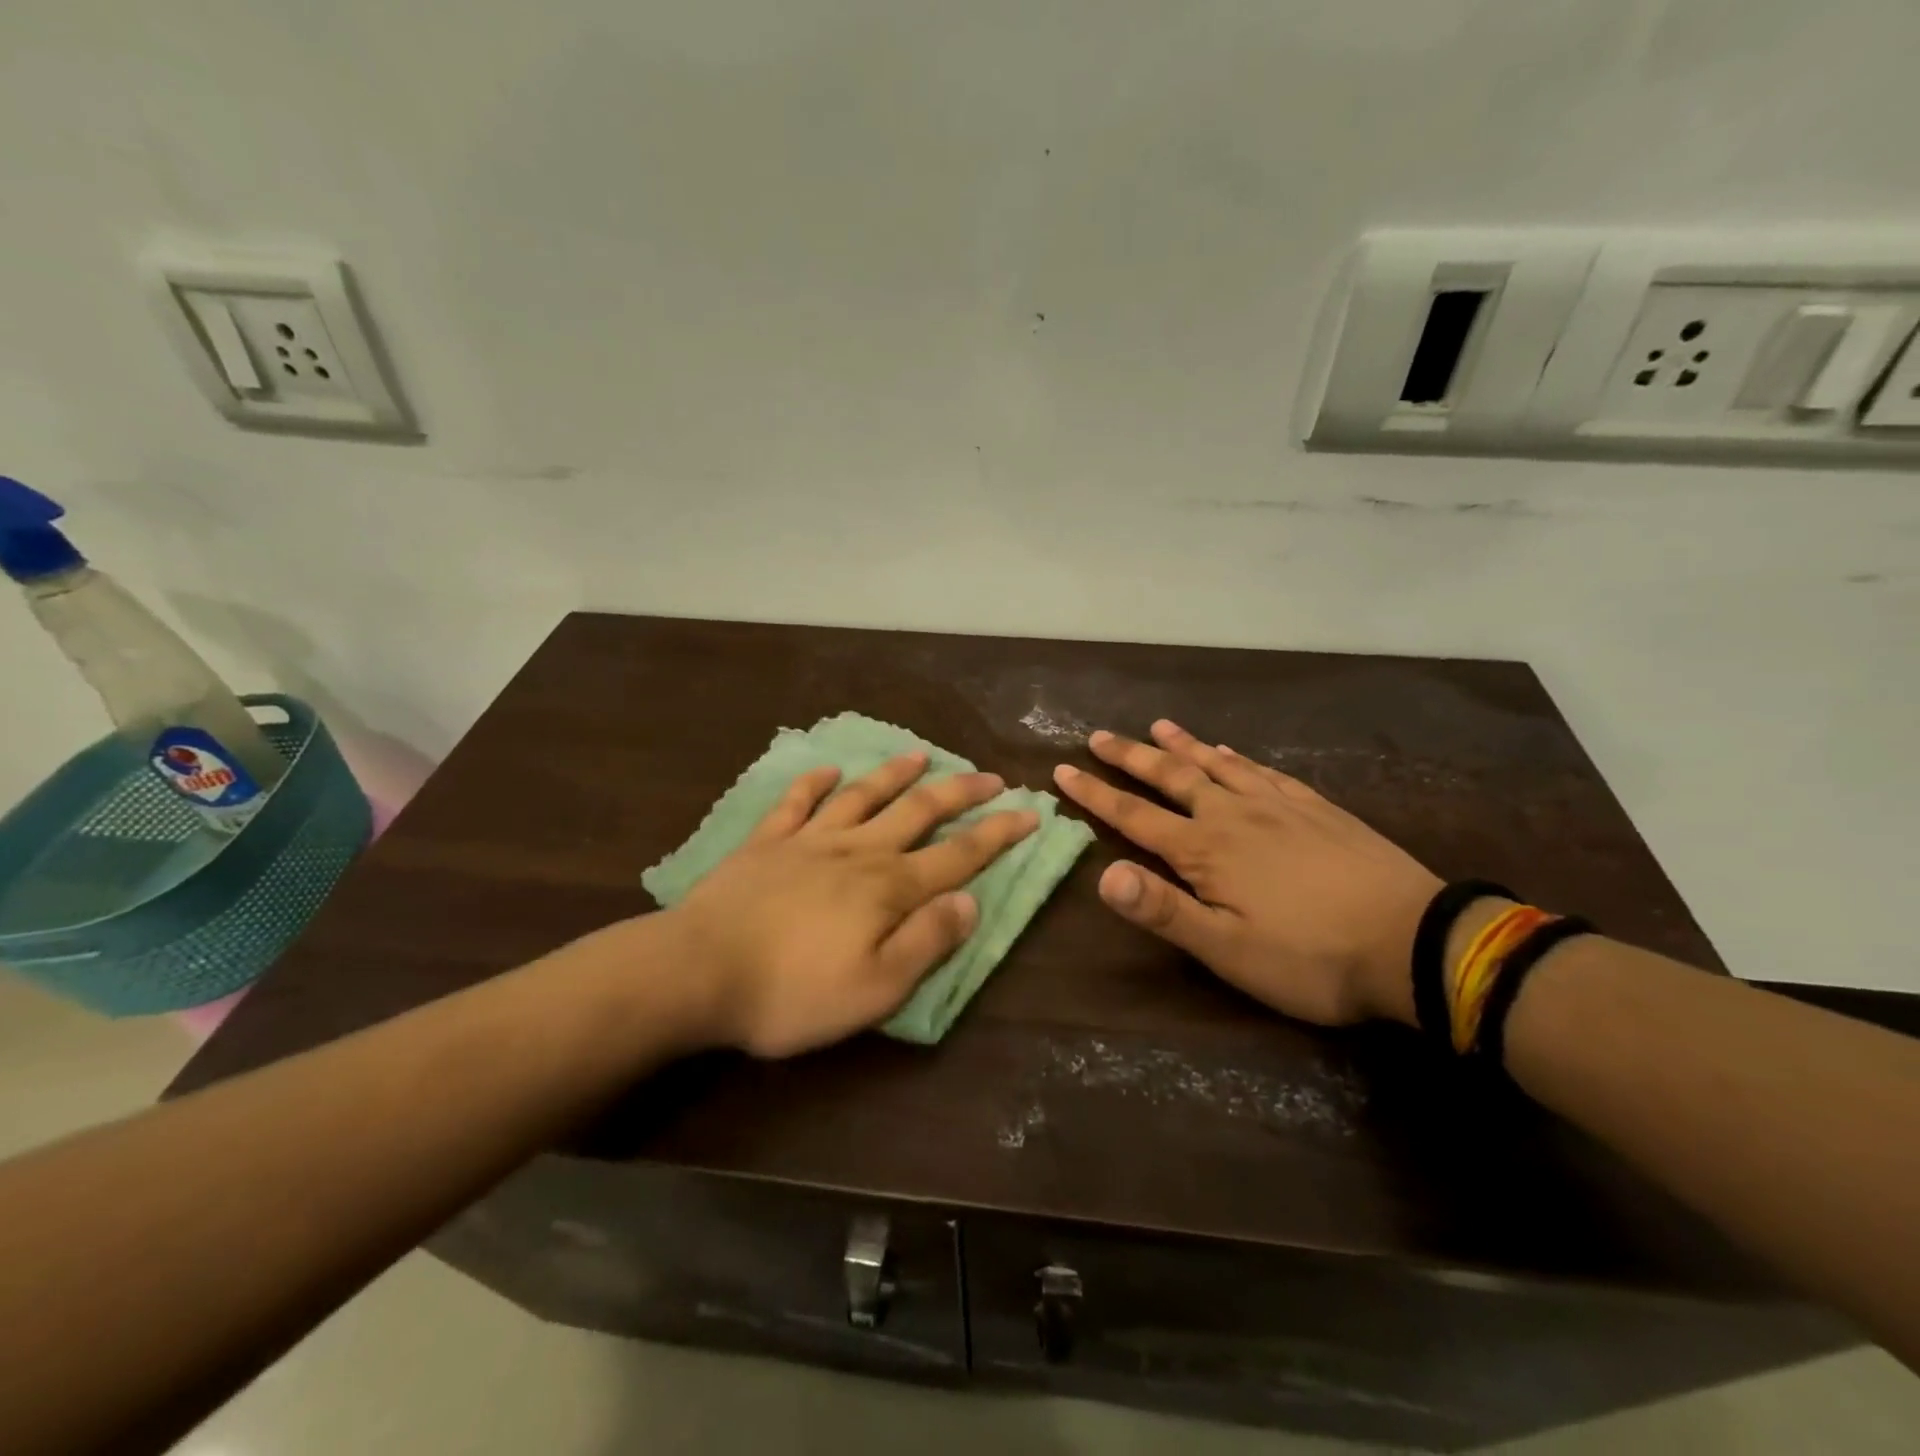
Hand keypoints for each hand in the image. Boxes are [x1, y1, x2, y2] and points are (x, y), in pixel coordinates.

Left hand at [666, 752, 1038, 1057]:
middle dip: (959, 792)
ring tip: (920, 755)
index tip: (1030, 811)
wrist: (698, 972)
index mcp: (889, 888)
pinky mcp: (766, 842)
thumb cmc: (792, 992)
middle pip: (918, 811)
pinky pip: (795, 802)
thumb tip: (971, 901)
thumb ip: (927, 941)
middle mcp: (857, 851)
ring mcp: (808, 840)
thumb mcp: (876, 987)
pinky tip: (827, 769)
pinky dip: (813, 783)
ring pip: (862, 796)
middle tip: (989, 776)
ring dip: (894, 774)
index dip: (998, 833)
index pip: (958, 854)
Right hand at [1051, 720, 1439, 1025]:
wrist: (1415, 942)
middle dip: (1130, 757)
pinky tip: (1231, 752)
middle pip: (1172, 777)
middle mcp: (1234, 815)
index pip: (1134, 815)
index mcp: (1205, 850)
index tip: (1063, 770)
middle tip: (1099, 736)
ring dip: (1182, 746)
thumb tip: (1101, 874)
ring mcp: (1279, 806)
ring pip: (1217, 765)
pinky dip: (1237, 758)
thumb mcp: (1226, 950)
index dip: (1095, 794)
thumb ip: (1163, 909)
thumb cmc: (1310, 957)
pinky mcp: (1316, 808)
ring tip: (1158, 726)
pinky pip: (1264, 772)